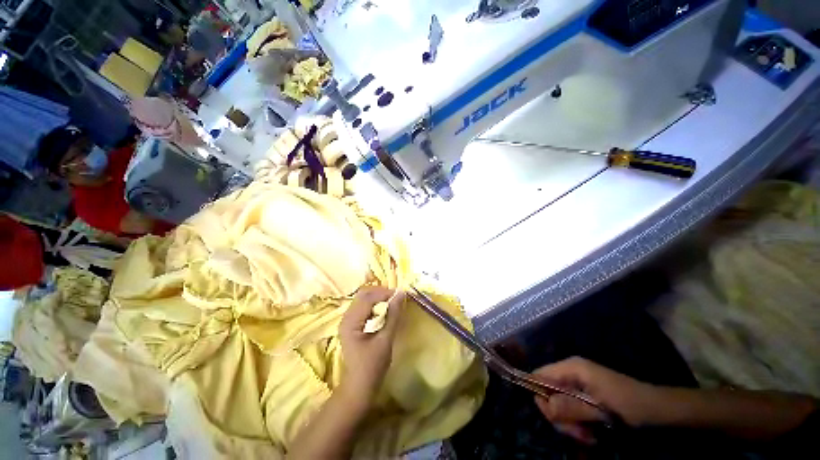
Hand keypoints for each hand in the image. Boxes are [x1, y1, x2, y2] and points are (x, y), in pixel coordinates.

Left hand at [339, 286, 404, 407]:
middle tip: (397, 297)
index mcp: (351, 322)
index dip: (385, 293)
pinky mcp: (352, 323)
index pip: (368, 298)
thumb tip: (401, 293)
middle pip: (363, 294)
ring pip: (363, 298)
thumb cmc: (373, 366)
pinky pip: (363, 306)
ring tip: (393, 301)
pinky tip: (384, 309)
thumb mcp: (385, 339)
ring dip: (378, 297)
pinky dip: (375, 303)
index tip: (401, 295)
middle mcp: (346, 317)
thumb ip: (393, 315)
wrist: (359, 386)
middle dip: (381, 292)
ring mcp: (348, 320)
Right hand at [533, 357, 662, 443]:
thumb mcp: (600, 408)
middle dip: (559, 415)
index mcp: (571, 368)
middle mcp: (569, 373)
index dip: (540, 395)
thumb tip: (544, 405)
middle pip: (547, 393)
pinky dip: (575, 424)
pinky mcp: (582, 396)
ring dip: (569, 424)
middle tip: (577, 433)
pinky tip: (589, 434)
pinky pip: (569, 410)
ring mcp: (576, 384)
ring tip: (587, 436)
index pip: (539, 375)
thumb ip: (571, 407)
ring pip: (558, 405)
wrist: (656, 408)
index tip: (554, 418)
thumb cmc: (628, 404)